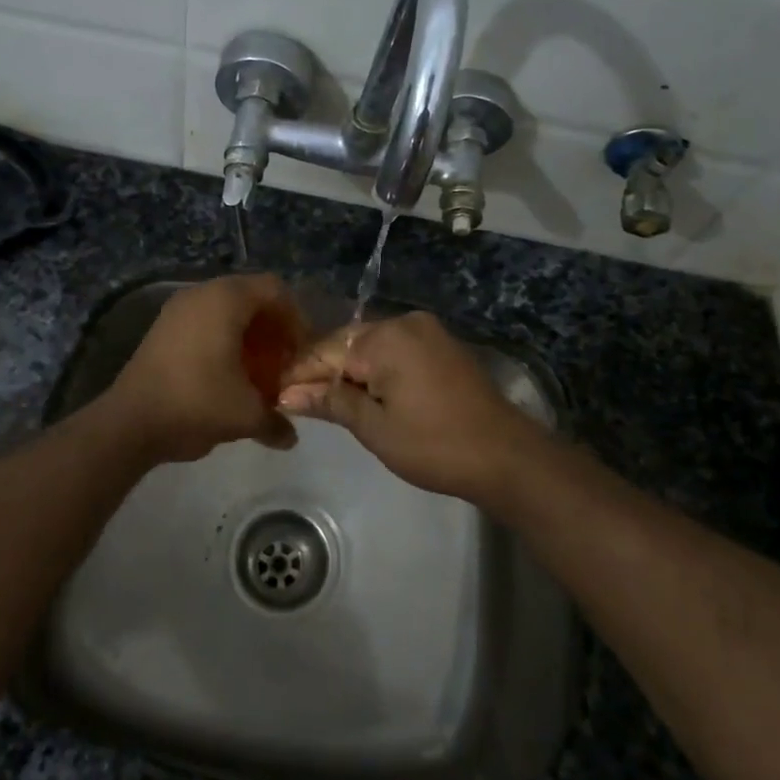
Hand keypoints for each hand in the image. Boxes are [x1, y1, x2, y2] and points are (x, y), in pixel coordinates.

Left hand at [102, 274, 301, 463]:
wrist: (130, 422)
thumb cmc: (196, 403)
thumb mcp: (245, 415)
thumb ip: (276, 421)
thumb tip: (290, 437)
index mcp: (226, 299)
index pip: (275, 290)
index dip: (296, 318)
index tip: (300, 352)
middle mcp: (201, 293)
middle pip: (251, 298)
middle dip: (272, 329)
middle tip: (282, 364)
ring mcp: (177, 309)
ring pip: (226, 311)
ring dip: (248, 336)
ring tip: (257, 373)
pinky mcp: (163, 328)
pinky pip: (204, 322)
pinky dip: (223, 340)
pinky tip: (228, 376)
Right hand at [276, 311, 552, 513]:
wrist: (506, 456)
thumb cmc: (434, 445)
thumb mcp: (375, 427)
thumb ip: (331, 401)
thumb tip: (287, 393)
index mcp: (386, 338)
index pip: (326, 351)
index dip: (299, 374)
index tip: (272, 393)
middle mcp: (405, 323)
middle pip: (348, 344)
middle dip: (324, 372)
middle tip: (295, 401)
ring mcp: (428, 332)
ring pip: (372, 347)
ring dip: (350, 371)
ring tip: (324, 400)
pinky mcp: (442, 346)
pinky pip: (396, 351)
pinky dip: (376, 370)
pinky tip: (363, 392)